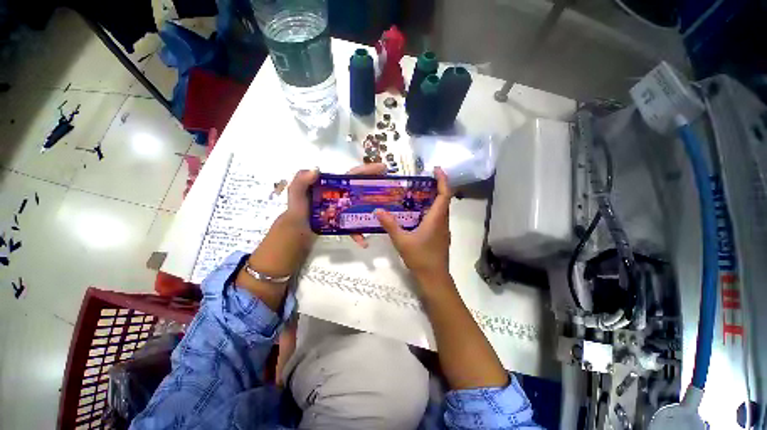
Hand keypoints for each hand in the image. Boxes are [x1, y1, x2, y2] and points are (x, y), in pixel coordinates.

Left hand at [255, 163, 387, 274]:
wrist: (293, 235)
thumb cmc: (296, 214)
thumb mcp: (295, 197)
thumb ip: (300, 183)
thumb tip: (316, 170)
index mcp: (332, 186)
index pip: (351, 176)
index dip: (367, 170)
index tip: (382, 168)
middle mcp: (340, 196)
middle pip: (361, 189)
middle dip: (376, 187)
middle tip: (390, 188)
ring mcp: (342, 209)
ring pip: (361, 208)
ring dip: (372, 212)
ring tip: (384, 216)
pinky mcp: (342, 221)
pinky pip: (353, 226)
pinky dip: (358, 233)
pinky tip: (363, 241)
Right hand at [375, 167, 451, 286]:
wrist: (434, 278)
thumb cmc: (420, 258)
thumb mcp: (402, 241)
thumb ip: (390, 225)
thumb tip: (378, 210)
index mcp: (436, 219)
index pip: (444, 194)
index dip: (443, 180)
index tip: (436, 169)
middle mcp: (443, 221)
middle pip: (444, 199)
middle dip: (437, 186)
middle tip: (422, 179)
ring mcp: (443, 229)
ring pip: (442, 209)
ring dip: (434, 198)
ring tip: (418, 193)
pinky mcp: (440, 236)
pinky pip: (438, 217)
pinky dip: (431, 209)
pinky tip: (418, 213)